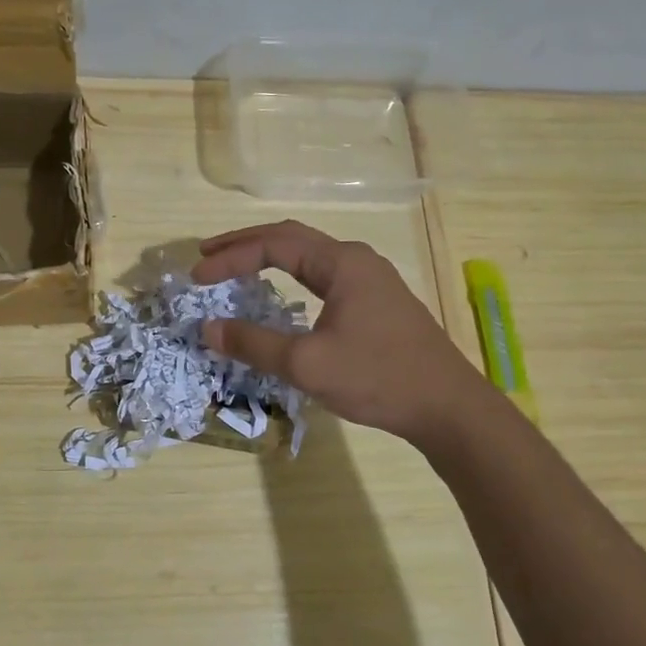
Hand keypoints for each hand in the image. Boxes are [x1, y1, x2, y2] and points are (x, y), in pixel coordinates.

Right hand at [192, 220, 471, 443]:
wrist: (448, 407)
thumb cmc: (377, 378)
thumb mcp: (307, 364)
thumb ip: (253, 343)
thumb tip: (208, 328)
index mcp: (342, 263)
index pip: (274, 245)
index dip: (230, 257)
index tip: (197, 277)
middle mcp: (356, 260)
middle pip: (291, 237)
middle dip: (245, 243)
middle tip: (207, 254)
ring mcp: (370, 279)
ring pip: (308, 255)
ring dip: (268, 255)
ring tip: (234, 265)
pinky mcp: (376, 301)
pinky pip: (322, 274)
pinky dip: (290, 274)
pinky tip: (279, 289)